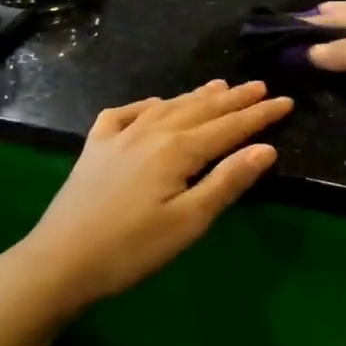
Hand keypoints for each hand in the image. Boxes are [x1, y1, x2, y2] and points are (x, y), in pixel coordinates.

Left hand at [10, 80, 292, 312]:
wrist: (60, 260)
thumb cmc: (132, 248)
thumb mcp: (188, 222)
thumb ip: (227, 182)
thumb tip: (266, 148)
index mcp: (178, 149)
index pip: (229, 126)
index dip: (259, 114)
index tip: (286, 101)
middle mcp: (152, 131)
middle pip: (201, 109)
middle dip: (234, 98)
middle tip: (259, 86)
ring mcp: (120, 135)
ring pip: (167, 106)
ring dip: (196, 96)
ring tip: (219, 85)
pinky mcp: (95, 146)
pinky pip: (125, 113)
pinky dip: (146, 105)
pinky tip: (154, 105)